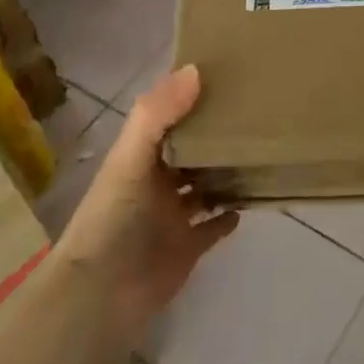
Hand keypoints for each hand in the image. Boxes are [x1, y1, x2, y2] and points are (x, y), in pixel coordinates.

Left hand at [56, 66, 237, 343]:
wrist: (102, 293)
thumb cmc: (115, 218)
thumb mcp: (130, 158)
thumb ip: (158, 114)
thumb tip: (196, 69)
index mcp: (140, 159)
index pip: (169, 120)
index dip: (191, 100)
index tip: (227, 78)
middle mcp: (157, 184)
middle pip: (190, 153)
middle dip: (215, 136)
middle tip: (256, 113)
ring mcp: (172, 217)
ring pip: (204, 187)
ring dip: (226, 173)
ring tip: (261, 151)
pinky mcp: (187, 248)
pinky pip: (213, 226)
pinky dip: (229, 215)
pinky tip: (251, 200)